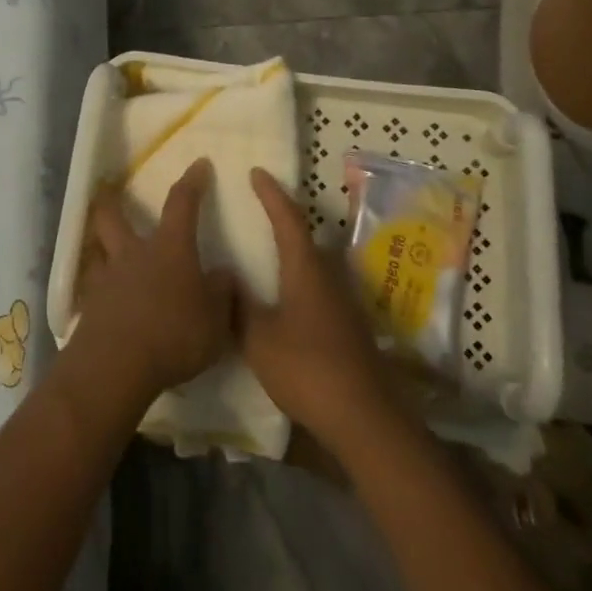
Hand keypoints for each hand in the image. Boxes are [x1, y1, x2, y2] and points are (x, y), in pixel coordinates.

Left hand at [66, 158, 236, 406]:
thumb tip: (224, 274)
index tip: (199, 164)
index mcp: (169, 248)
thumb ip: (222, 294)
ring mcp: (106, 278)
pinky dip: (93, 281)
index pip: (182, 203)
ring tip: (97, 239)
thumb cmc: (173, 335)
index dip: (192, 182)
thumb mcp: (215, 320)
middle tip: (108, 188)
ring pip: (94, 245)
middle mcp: (133, 253)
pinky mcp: (89, 305)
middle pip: (113, 215)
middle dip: (112, 198)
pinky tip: (97, 291)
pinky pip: (89, 283)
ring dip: (96, 238)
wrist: (116, 366)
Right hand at [239, 168, 397, 454]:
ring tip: (269, 250)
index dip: (271, 194)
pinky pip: (320, 287)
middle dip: (284, 218)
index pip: (287, 219)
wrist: (364, 418)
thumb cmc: (307, 369)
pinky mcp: (349, 327)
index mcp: (306, 269)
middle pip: (306, 237)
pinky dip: (300, 279)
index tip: (257, 172)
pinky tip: (287, 297)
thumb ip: (240, 306)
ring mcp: (343, 303)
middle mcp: (329, 277)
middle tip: (261, 207)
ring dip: (294, 250)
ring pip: (315, 263)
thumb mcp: (259, 339)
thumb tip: (227, 277)